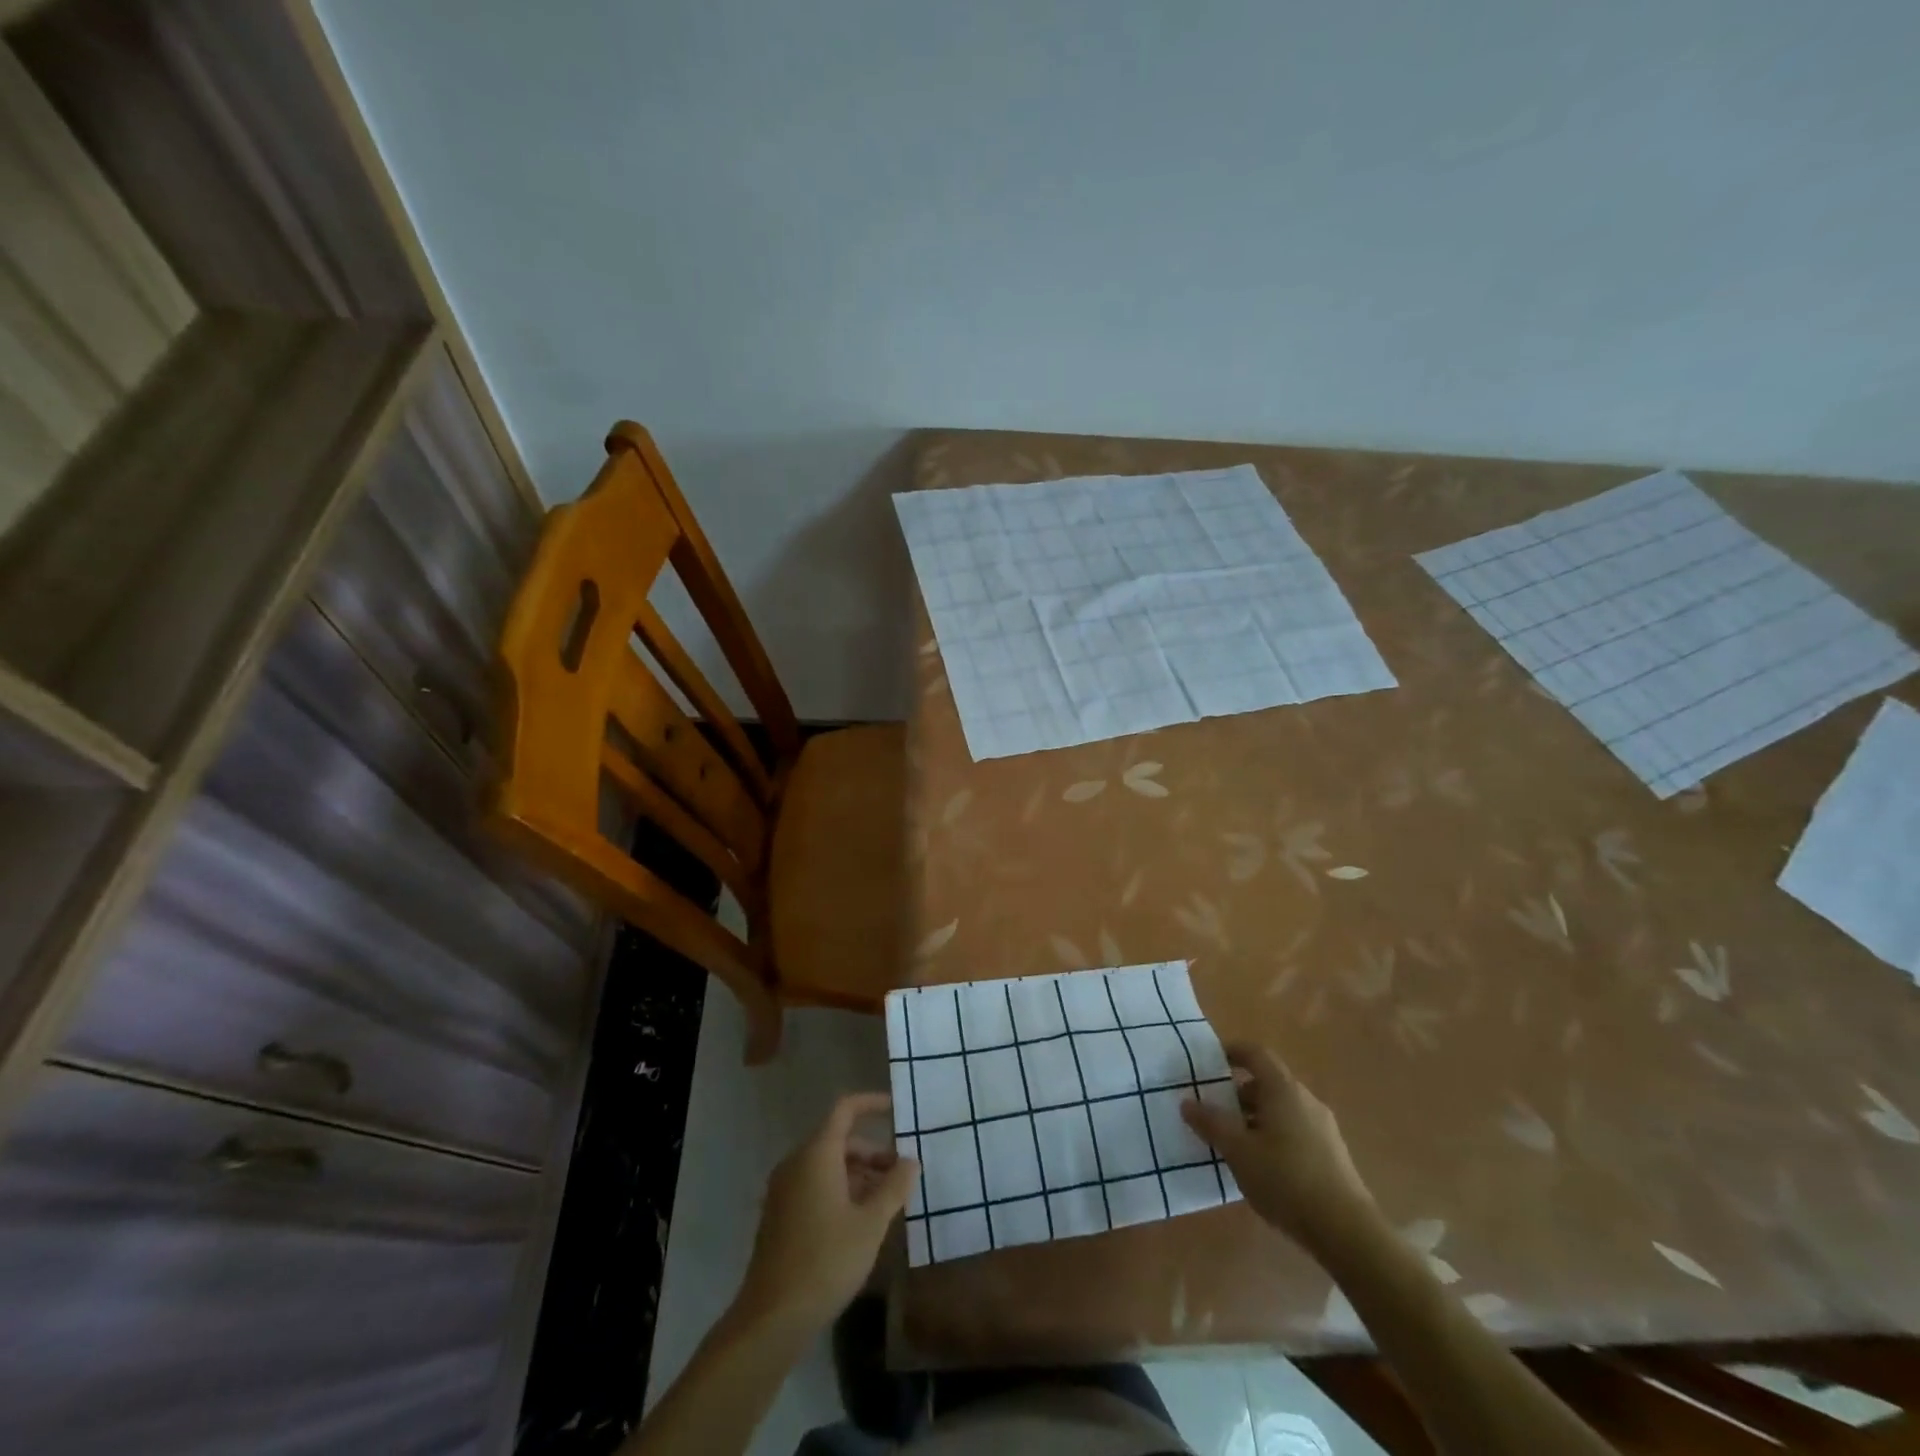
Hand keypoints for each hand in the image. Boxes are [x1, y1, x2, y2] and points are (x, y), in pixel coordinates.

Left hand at [736, 1093, 918, 1331]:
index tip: (897, 1109)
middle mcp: (796, 1163)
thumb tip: (911, 1161)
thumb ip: (894, 1187)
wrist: (771, 1318)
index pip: (845, 1109)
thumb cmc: (826, 1261)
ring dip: (858, 1173)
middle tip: (901, 1173)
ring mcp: (784, 1190)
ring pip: (827, 1165)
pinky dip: (840, 1189)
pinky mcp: (780, 1215)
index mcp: (817, 1154)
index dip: (871, 1104)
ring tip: (886, 1200)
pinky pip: (814, 1185)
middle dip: (872, 1151)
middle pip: (838, 1140)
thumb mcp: (870, 1224)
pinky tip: (860, 1220)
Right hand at [1182, 1043, 1378, 1255]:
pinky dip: (1274, 1136)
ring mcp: (1323, 1127)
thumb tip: (1187, 1102)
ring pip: (1282, 1109)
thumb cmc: (1286, 1180)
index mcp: (1283, 1089)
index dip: (1232, 1051)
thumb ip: (1211, 1123)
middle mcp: (1306, 1099)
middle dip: (1239, 1093)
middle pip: (1268, 1082)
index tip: (1210, 1062)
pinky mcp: (1332, 1154)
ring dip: (1256, 1118)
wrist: (1348, 1232)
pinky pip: (1295, 1130)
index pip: (1256, 1053)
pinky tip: (1263, 1167)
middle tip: (1215, 1112)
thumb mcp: (1238, 1151)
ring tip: (1235, 1144)